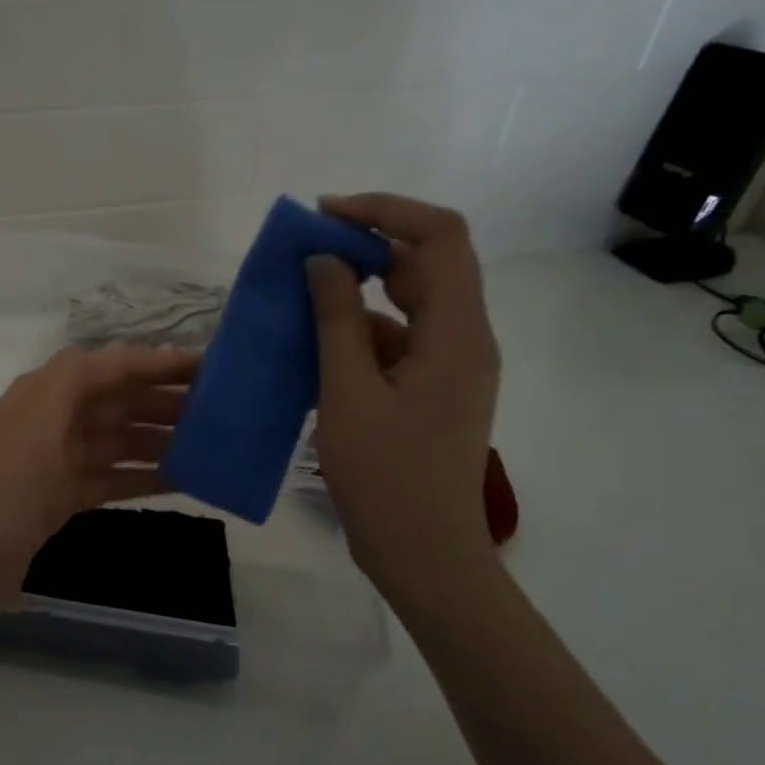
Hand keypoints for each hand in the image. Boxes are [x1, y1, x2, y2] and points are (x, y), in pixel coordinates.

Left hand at [0, 343, 201, 624]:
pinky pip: (112, 478)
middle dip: (165, 402)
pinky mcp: (61, 497)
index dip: (157, 363)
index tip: (208, 366)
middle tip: (222, 410)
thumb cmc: (6, 486)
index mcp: (43, 392)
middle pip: (118, 402)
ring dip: (161, 440)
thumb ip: (75, 377)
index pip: (110, 366)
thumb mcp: (38, 417)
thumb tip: (117, 357)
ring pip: (119, 441)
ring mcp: (56, 460)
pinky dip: (143, 477)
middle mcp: (51, 418)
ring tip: (211, 445)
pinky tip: (182, 480)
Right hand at [305, 194, 500, 583]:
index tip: (327, 214)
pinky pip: (398, 339)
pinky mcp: (432, 389)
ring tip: (300, 296)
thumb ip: (336, 320)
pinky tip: (314, 346)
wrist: (422, 553)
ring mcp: (450, 366)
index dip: (386, 211)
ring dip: (358, 291)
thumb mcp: (348, 392)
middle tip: (306, 249)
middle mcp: (464, 339)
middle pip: (426, 263)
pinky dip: (359, 331)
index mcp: (457, 333)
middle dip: (367, 245)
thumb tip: (324, 259)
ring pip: (409, 302)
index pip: (440, 236)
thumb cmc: (385, 475)